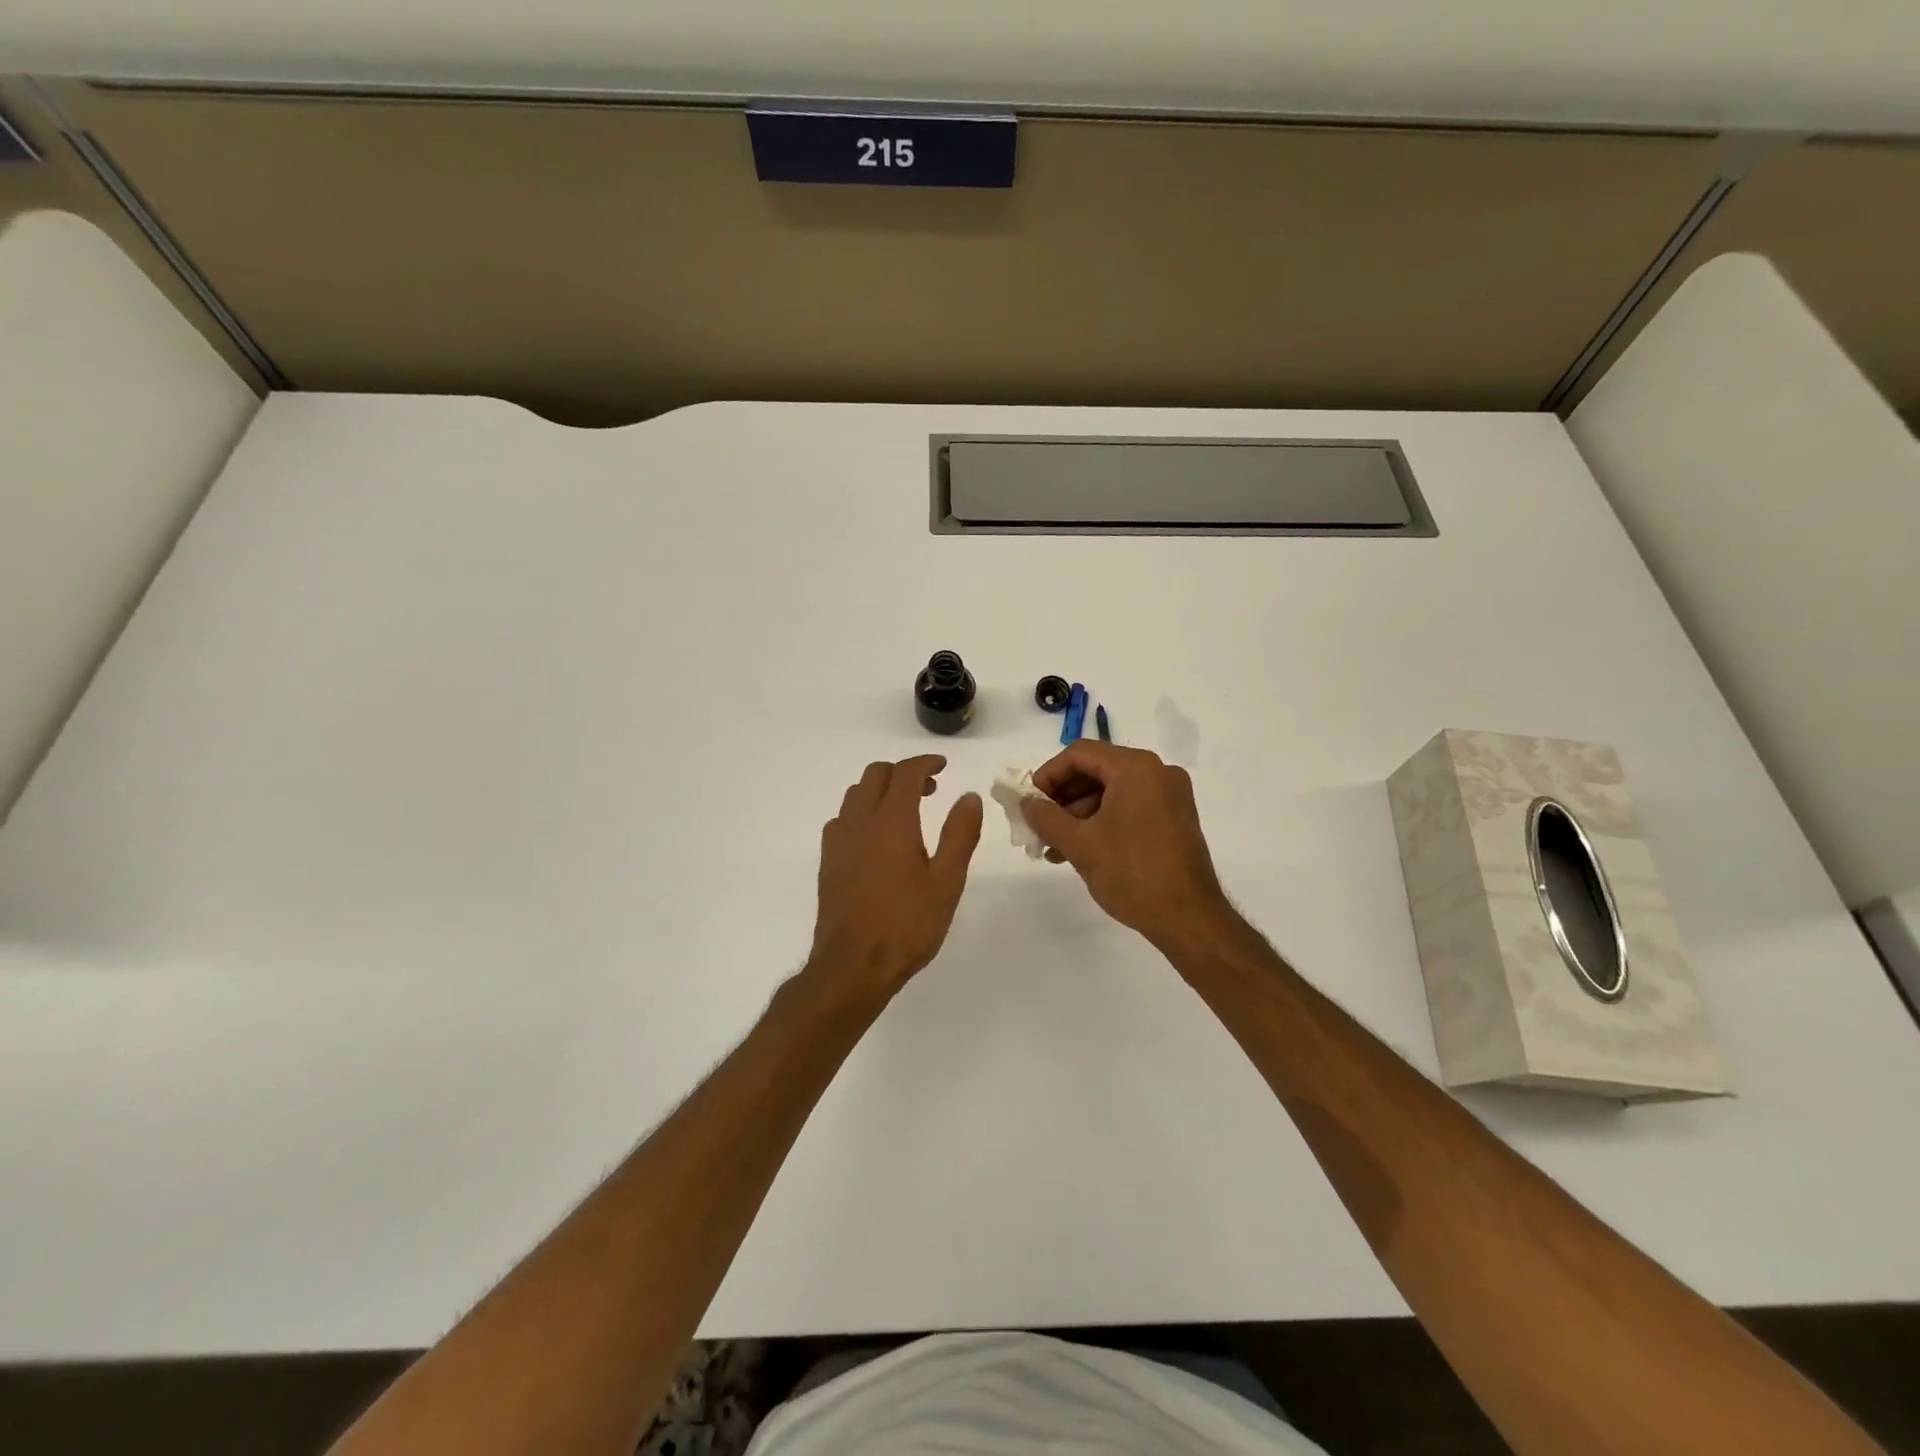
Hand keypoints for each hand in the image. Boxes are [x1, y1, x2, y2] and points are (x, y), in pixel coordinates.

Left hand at [807, 756, 982, 1000]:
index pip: (905, 773)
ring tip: (905, 810)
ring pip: (856, 794)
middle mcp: (859, 821)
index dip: (925, 763)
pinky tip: (877, 837)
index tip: (943, 766)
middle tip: (929, 789)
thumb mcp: (946, 882)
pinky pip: (843, 817)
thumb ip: (959, 835)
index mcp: (891, 821)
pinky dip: (863, 811)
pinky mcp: (827, 860)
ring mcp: (838, 840)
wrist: (852, 965)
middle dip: (903, 772)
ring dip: (881, 789)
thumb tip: (968, 796)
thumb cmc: (907, 925)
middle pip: (875, 775)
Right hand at [1021, 742, 1230, 947]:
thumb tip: (1025, 802)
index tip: (1028, 801)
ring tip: (1053, 846)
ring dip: (1078, 814)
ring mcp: (1169, 795)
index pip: (1080, 754)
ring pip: (1111, 791)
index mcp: (1136, 768)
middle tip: (1037, 824)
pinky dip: (1102, 821)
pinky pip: (1128, 806)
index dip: (1048, 775)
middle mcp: (1157, 772)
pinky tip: (1078, 849)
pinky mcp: (1174, 818)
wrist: (1189, 919)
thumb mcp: (1080, 844)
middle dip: (1062, 797)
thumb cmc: (1132, 874)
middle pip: (1096, 770)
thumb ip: (1046, 817)